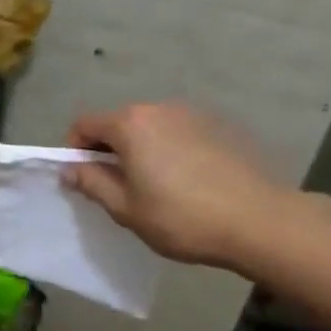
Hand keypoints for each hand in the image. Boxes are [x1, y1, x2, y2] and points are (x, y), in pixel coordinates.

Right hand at [63, 102, 297, 271]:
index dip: (74, 150)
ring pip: (149, 129)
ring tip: (153, 187)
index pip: (84, 124)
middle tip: (116, 188)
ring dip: (140, 151)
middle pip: (118, 123)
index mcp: (130, 124)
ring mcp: (192, 115)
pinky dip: (168, 151)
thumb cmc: (182, 217)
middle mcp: (159, 109)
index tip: (82, 179)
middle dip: (108, 150)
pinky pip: (177, 134)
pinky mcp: (219, 127)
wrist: (260, 221)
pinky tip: (185, 183)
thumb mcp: (126, 208)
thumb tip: (70, 169)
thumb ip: (92, 183)